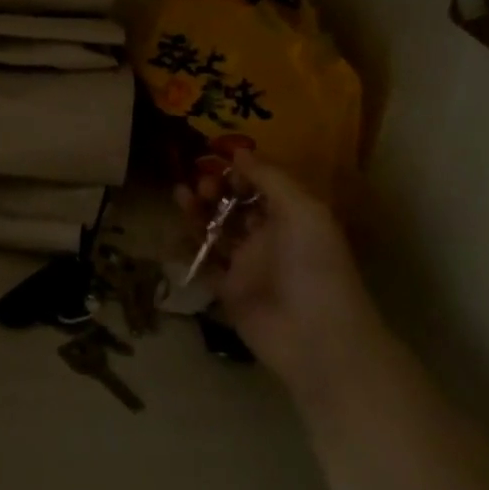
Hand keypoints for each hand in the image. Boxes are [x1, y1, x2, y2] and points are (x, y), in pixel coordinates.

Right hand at [188, 151, 370, 406]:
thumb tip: (239, 152)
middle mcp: (268, 237)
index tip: (217, 159)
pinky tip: (172, 232)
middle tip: (201, 184)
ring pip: (215, 231)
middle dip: (215, 189)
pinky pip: (203, 263)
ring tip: (180, 195)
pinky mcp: (228, 290)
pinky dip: (187, 248)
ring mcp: (247, 265)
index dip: (240, 172)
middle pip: (234, 206)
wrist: (316, 338)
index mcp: (291, 216)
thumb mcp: (302, 211)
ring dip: (197, 211)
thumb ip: (270, 178)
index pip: (261, 186)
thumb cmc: (314, 266)